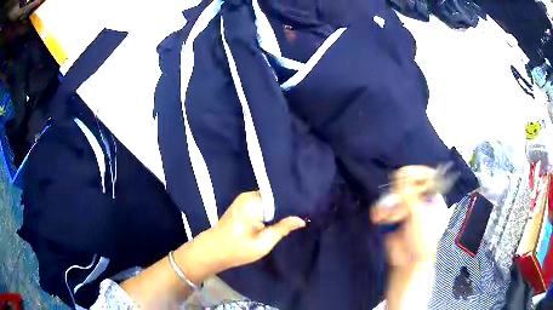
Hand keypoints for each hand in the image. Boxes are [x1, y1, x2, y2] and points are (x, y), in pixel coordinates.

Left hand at [202, 191, 305, 271]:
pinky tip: (279, 220)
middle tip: (304, 215)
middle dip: (287, 207)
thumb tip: (301, 219)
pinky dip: (270, 212)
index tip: (307, 210)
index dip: (294, 204)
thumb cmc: (237, 249)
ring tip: (294, 218)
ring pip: (269, 201)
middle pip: (275, 197)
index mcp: (253, 202)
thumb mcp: (263, 243)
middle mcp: (248, 195)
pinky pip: (262, 205)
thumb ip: (282, 229)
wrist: (212, 251)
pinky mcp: (242, 205)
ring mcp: (244, 199)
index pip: (280, 196)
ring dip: (279, 210)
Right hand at [371, 166, 448, 266]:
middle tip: (397, 202)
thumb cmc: (422, 238)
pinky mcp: (395, 216)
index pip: (427, 176)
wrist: (408, 262)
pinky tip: (380, 218)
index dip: (417, 174)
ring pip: (396, 195)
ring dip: (390, 205)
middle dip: (400, 194)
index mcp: (434, 198)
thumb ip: (409, 194)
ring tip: (388, 217)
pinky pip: (387, 206)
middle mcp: (421, 200)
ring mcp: (408, 208)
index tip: (405, 177)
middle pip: (409, 184)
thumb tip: (399, 176)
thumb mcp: (418, 215)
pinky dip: (382, 211)